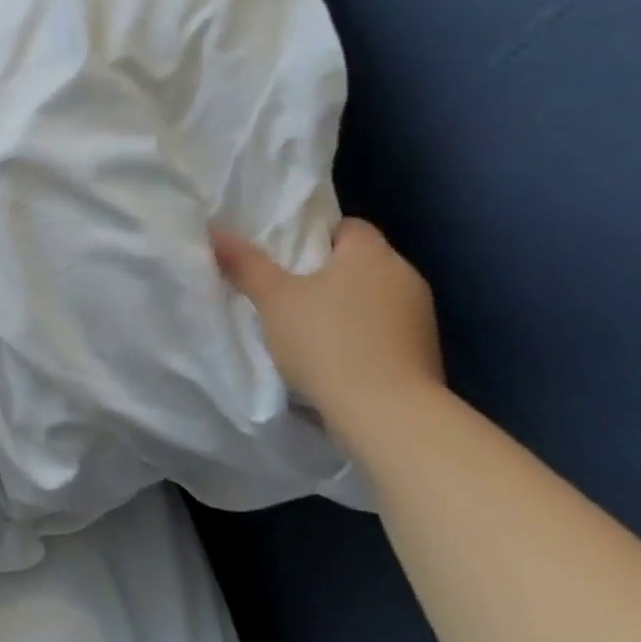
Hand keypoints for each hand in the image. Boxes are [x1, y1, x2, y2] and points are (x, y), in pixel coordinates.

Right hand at [211, 218, 443, 421]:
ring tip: (307, 329)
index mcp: (372, 253)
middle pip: (359, 263)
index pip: (347, 227)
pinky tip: (335, 358)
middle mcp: (404, 276)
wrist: (388, 414)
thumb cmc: (327, 341)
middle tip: (287, 292)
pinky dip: (362, 337)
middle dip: (327, 274)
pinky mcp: (426, 354)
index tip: (286, 258)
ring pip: (373, 298)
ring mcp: (420, 317)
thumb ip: (245, 264)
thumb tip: (215, 231)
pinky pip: (385, 331)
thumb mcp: (274, 299)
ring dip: (346, 308)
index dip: (315, 236)